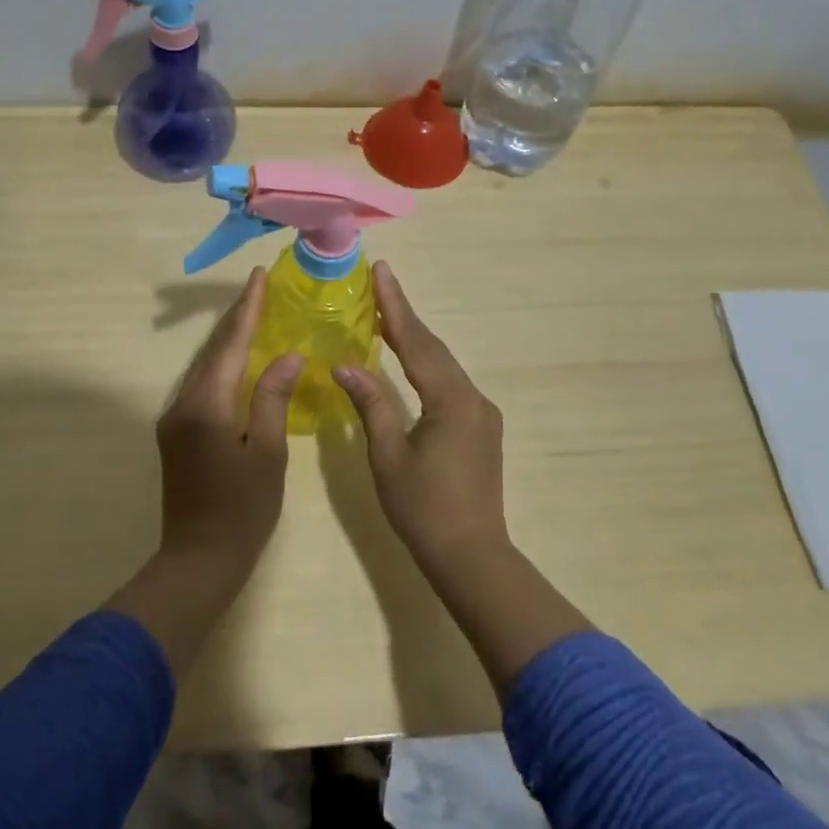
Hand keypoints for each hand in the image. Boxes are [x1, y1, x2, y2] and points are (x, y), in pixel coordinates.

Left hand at [154, 267, 304, 575]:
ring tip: (254, 315)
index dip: (247, 309)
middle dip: (237, 318)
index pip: (230, 344)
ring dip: (229, 340)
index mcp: (206, 405)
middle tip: (260, 289)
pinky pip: (202, 386)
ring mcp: (174, 419)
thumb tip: (287, 356)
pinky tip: (240, 361)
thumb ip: (272, 398)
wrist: (198, 560)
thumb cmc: (242, 510)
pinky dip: (223, 366)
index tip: (259, 277)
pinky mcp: (176, 434)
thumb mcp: (267, 452)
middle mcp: (182, 403)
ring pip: (204, 367)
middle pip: (213, 350)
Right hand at [333, 262, 508, 575]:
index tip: (382, 271)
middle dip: (405, 316)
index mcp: (452, 400)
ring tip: (386, 316)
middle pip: (434, 348)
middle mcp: (473, 398)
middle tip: (380, 285)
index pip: (417, 342)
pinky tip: (409, 363)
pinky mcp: (481, 429)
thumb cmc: (424, 508)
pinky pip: (449, 384)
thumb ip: (371, 404)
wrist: (472, 556)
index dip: (395, 306)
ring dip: (415, 341)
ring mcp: (482, 414)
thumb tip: (347, 364)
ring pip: (443, 366)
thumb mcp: (389, 455)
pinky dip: (426, 366)